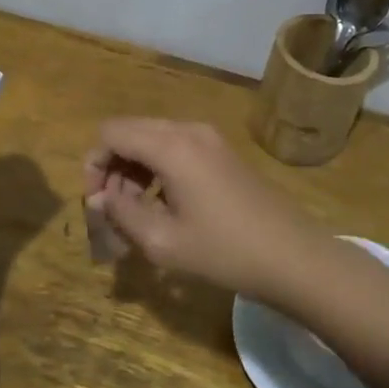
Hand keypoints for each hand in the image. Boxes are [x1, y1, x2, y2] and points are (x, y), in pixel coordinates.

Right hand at [82, 119, 329, 302]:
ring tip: (136, 211)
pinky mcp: (222, 151)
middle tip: (114, 210)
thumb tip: (99, 198)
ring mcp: (209, 138)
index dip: (94, 164)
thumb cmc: (225, 252)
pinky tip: (165, 204)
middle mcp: (188, 130)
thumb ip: (121, 214)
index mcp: (171, 146)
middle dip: (113, 167)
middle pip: (130, 131)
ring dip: (134, 168)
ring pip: (152, 138)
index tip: (98, 203)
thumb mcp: (162, 241)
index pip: (111, 133)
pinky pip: (176, 146)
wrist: (294, 257)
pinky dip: (158, 168)